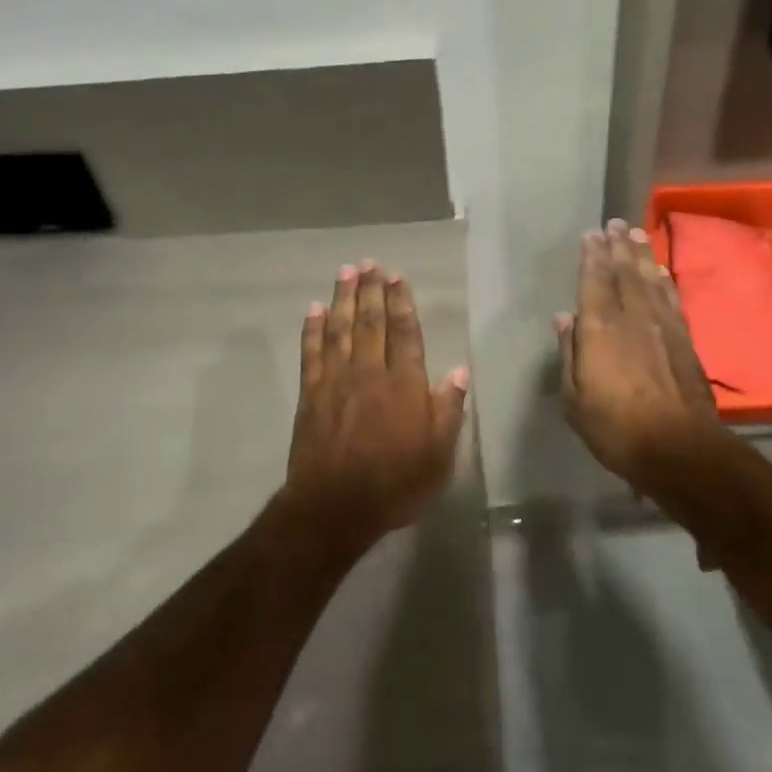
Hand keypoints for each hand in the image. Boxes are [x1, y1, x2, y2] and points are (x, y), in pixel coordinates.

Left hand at [285, 260, 467, 546]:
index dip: (401, 302)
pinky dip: (313, 329)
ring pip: (341, 329)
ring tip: (346, 271)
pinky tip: (313, 310)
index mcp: (405, 384)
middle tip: (369, 263)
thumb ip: (448, 410)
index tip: (397, 276)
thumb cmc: (395, 484)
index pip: (405, 333)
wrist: (334, 508)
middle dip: (371, 290)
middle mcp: (370, 373)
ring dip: (343, 298)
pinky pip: (312, 353)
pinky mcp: (311, 395)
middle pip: (371, 322)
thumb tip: (460, 371)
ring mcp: (336, 381)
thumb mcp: (438, 455)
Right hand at [556, 219, 720, 486]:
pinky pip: (672, 299)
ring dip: (643, 255)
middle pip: (625, 273)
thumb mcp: (574, 399)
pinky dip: (665, 280)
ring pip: (650, 280)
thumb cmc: (615, 428)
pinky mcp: (685, 339)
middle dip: (619, 246)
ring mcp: (662, 326)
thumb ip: (569, 354)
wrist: (678, 447)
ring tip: (637, 235)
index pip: (594, 281)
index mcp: (600, 329)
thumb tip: (564, 318)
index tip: (592, 234)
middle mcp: (632, 317)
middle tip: (616, 223)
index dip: (593, 256)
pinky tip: (662, 271)